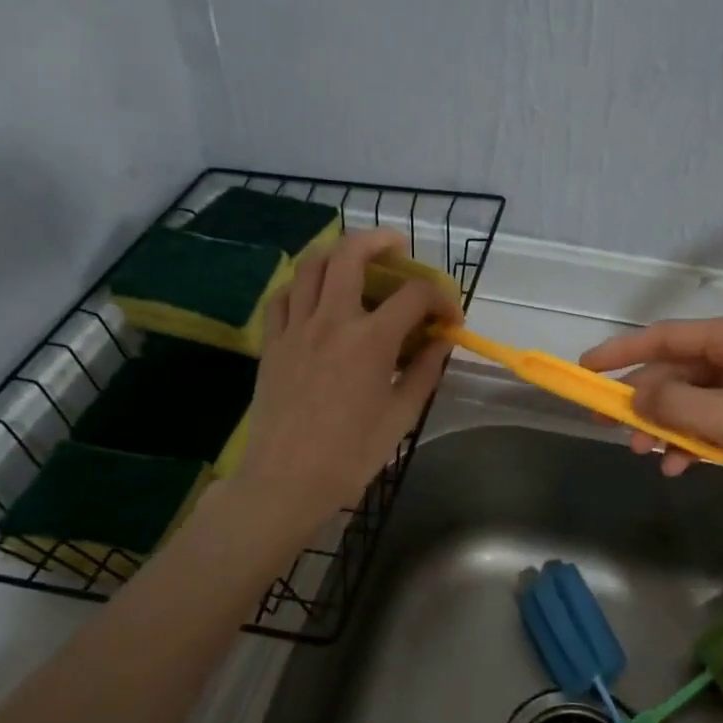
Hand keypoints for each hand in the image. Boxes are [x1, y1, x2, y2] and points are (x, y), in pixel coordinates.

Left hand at [234, 229, 460, 528]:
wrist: (286, 480)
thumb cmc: (350, 454)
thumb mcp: (401, 415)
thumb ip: (424, 370)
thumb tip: (441, 340)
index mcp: (371, 340)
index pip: (414, 295)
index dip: (440, 297)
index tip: (450, 317)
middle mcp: (332, 320)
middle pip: (352, 255)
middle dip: (381, 241)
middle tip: (398, 248)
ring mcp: (296, 328)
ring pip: (311, 265)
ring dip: (337, 252)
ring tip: (355, 260)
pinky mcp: (272, 342)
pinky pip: (284, 295)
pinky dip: (302, 283)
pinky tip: (315, 294)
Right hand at [580, 316, 722, 537]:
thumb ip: (677, 405)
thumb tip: (635, 398)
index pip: (666, 337)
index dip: (622, 352)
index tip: (585, 370)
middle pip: (679, 371)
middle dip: (645, 400)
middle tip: (614, 429)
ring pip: (696, 401)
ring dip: (668, 425)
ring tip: (648, 456)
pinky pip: (718, 424)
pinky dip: (696, 441)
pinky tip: (681, 465)